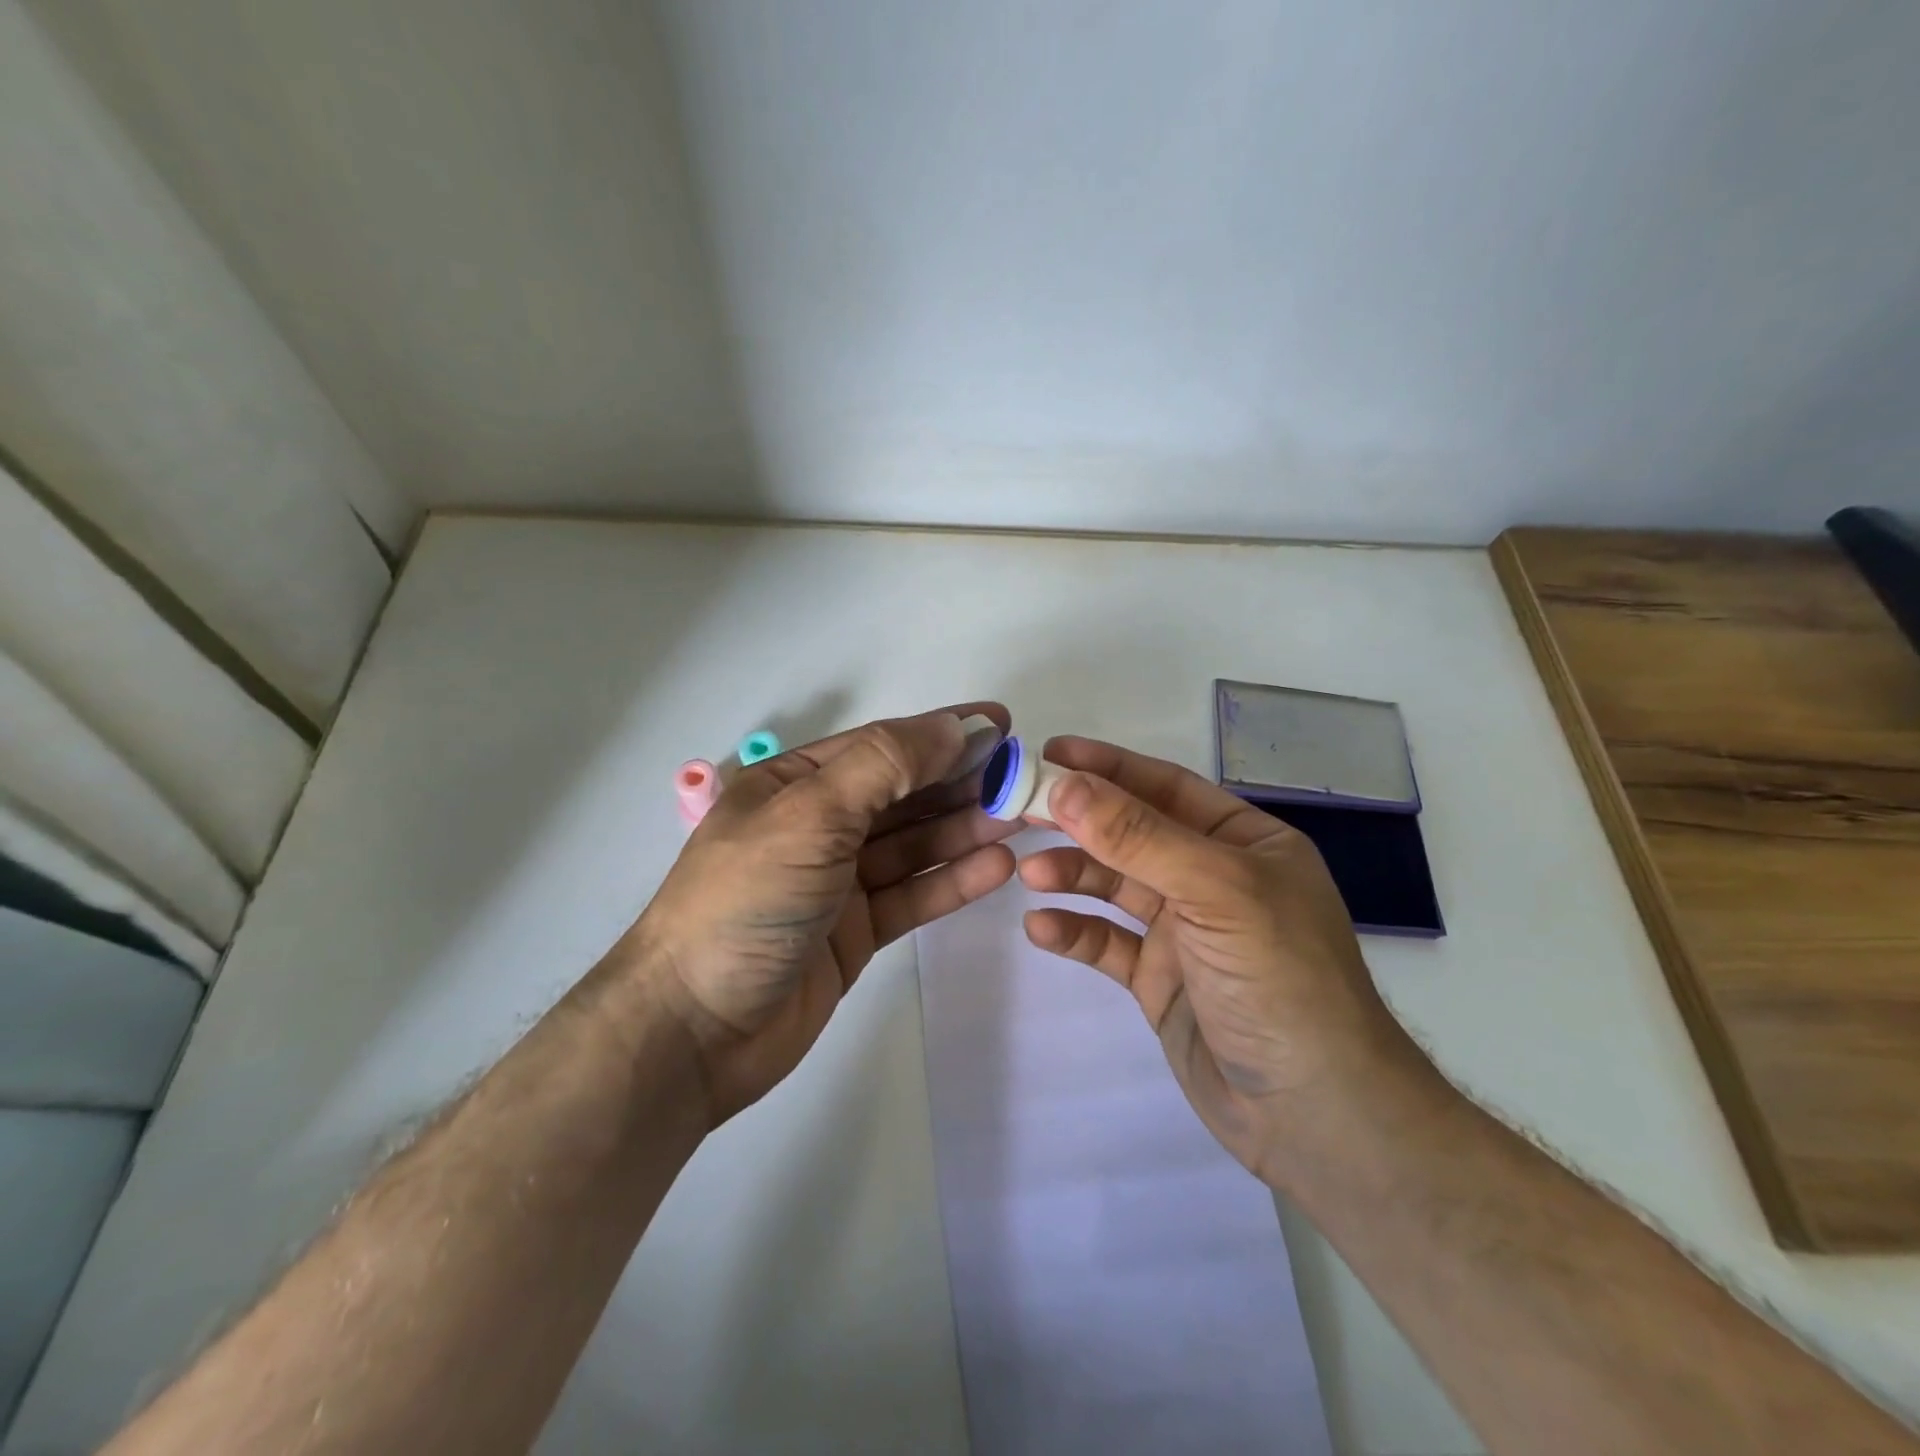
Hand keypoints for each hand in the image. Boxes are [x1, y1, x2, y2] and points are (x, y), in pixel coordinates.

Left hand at [627, 705, 1018, 1124]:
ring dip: (964, 829)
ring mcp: (837, 882)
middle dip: (961, 782)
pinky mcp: (854, 932)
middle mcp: (817, 825)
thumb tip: (953, 727)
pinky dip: (951, 880)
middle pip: (902, 795)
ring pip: (912, 845)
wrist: (693, 1031)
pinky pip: (911, 895)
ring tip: (1022, 818)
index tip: (1002, 725)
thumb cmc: (746, 901)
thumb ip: (884, 766)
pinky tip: (995, 866)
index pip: (880, 746)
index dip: (941, 732)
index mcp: (793, 784)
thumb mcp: (810, 815)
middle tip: (1025, 778)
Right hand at [1018, 736, 1433, 1187]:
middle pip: (1133, 834)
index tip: (1050, 754)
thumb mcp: (1215, 891)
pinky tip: (1041, 928)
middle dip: (1080, 821)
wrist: (1314, 1116)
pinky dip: (1075, 931)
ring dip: (1073, 874)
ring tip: (1030, 874)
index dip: (1108, 767)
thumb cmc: (1279, 979)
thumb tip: (1066, 785)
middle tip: (1021, 809)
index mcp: (1244, 843)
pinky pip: (1108, 943)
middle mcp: (1213, 879)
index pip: (1166, 788)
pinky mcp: (1160, 979)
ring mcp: (1185, 931)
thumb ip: (1139, 836)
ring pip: (1116, 886)